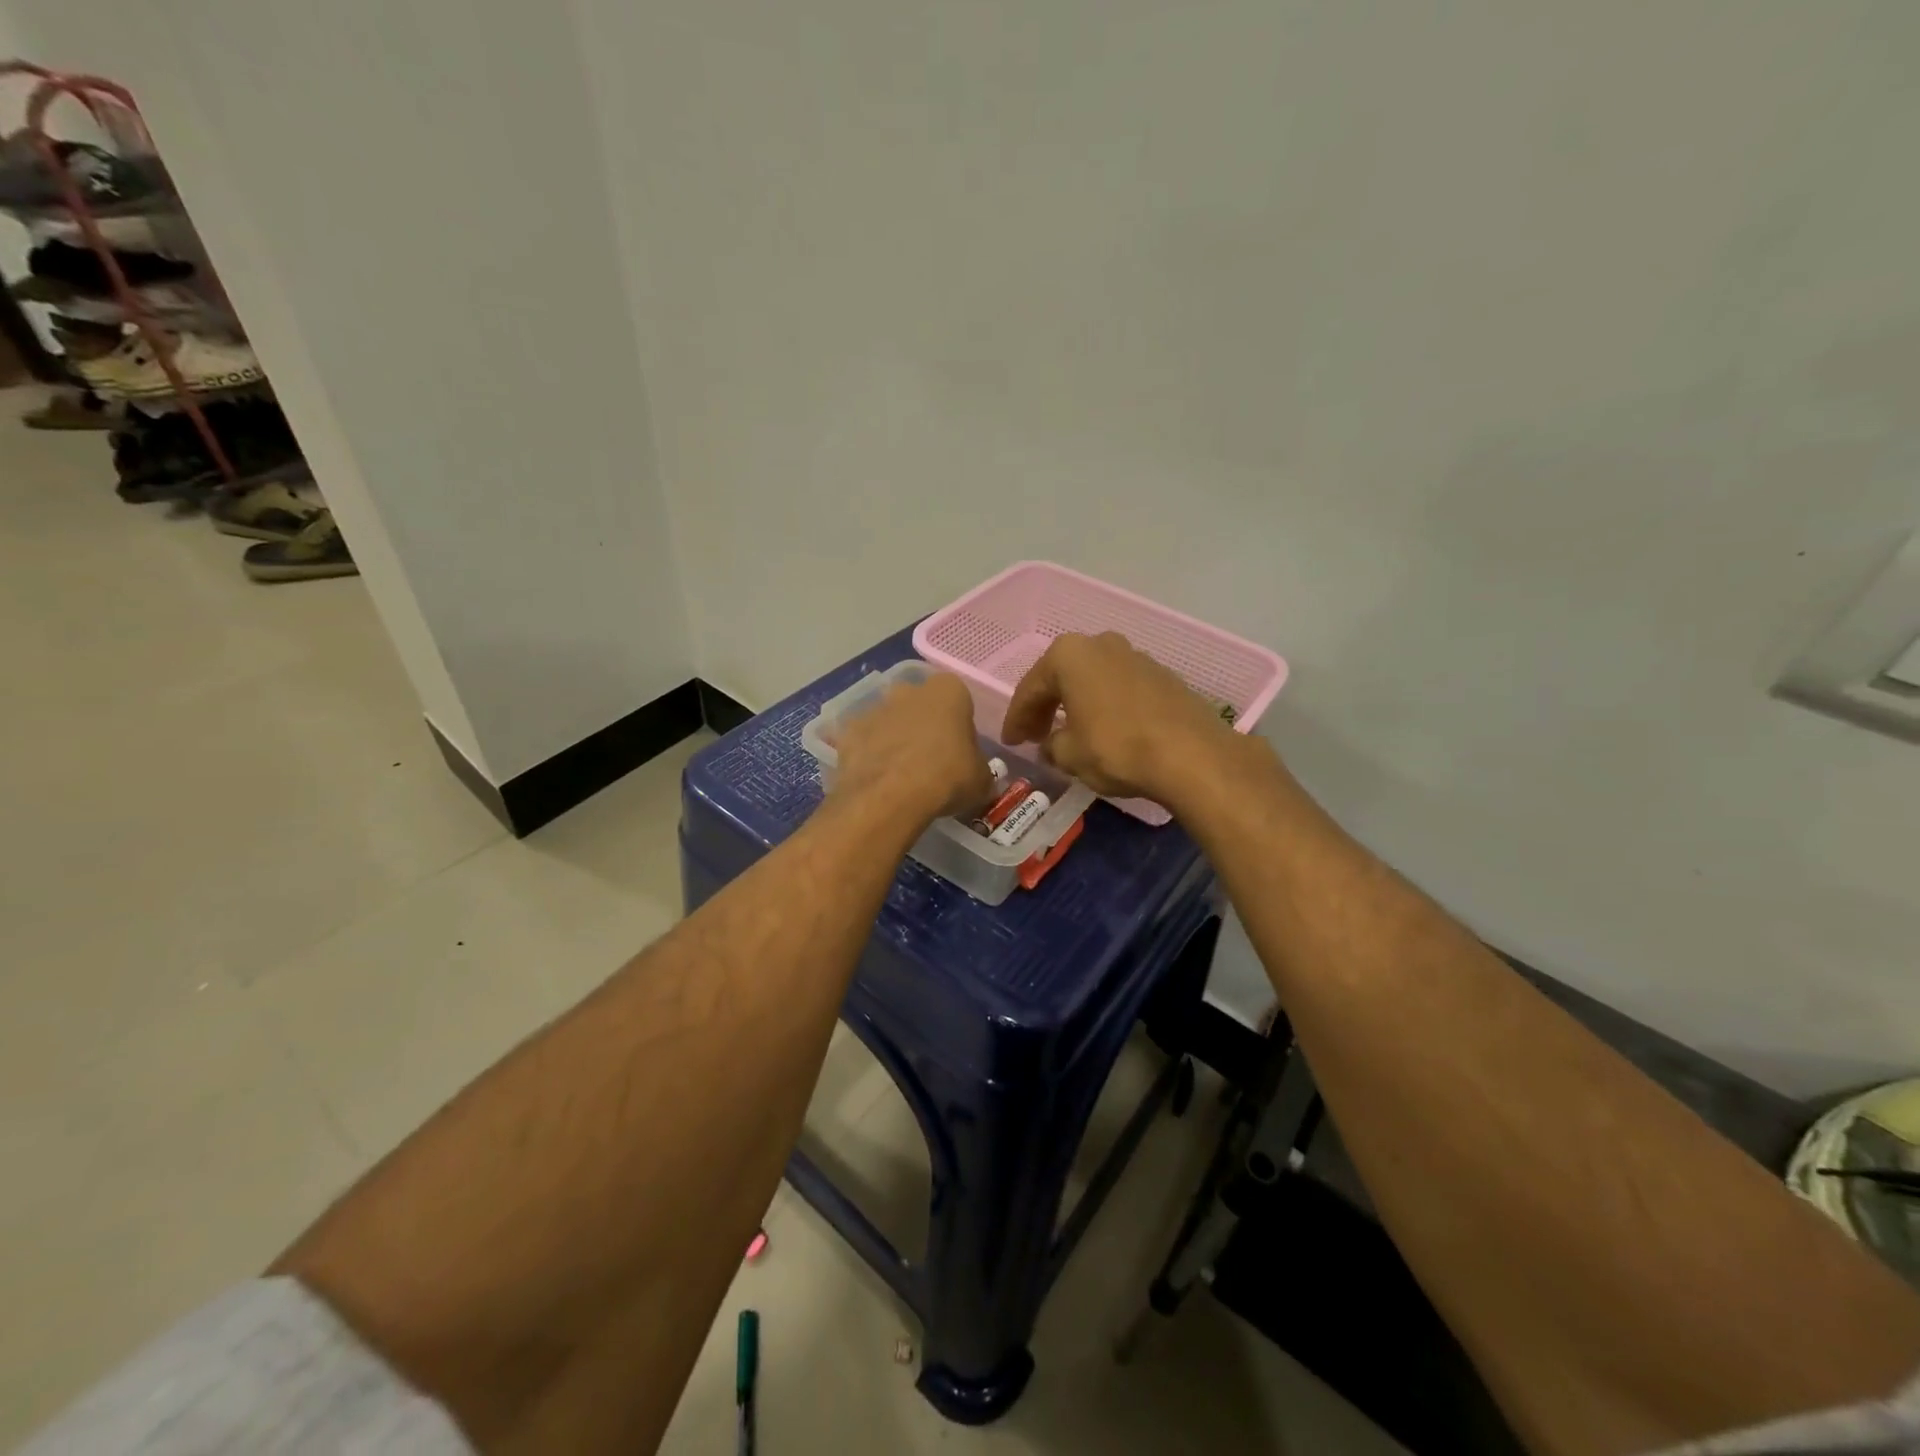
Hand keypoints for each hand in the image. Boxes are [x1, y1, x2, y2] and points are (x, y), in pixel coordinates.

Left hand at [832, 671, 994, 824]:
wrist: (890, 797)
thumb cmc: (947, 778)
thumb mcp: (981, 780)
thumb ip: (980, 769)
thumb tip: (978, 776)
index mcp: (948, 691)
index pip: (958, 698)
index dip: (959, 723)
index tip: (959, 748)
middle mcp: (909, 690)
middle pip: (919, 703)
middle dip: (923, 723)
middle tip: (930, 758)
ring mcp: (875, 708)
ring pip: (888, 719)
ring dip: (894, 737)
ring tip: (900, 773)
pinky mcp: (848, 731)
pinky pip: (862, 740)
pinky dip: (867, 754)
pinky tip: (875, 779)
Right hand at [1001, 632, 1239, 802]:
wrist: (1192, 755)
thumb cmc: (1117, 748)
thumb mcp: (1070, 755)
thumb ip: (1052, 746)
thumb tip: (1052, 745)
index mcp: (1069, 654)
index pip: (1030, 688)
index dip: (1017, 719)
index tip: (1011, 742)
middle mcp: (1101, 644)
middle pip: (1062, 677)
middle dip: (1046, 706)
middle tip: (1034, 736)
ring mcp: (1136, 656)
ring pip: (1092, 680)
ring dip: (1077, 704)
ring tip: (1069, 733)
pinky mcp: (1163, 675)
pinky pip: (1119, 689)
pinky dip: (1105, 706)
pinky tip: (1104, 730)